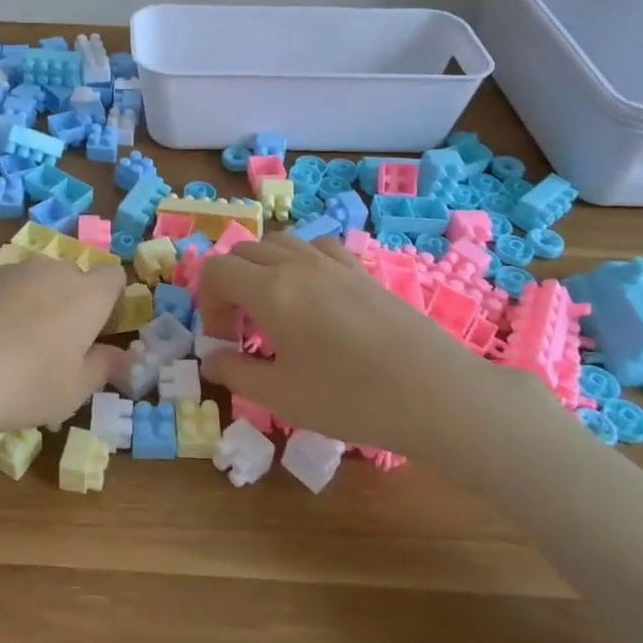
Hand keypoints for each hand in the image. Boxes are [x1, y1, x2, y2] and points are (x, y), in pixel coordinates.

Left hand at [0, 255, 127, 447]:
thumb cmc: (21, 385)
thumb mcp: (72, 392)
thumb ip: (102, 369)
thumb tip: (121, 357)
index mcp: (86, 295)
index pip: (113, 277)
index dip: (110, 302)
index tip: (98, 334)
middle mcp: (50, 271)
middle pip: (72, 278)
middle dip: (69, 304)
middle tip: (54, 349)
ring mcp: (7, 270)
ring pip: (32, 282)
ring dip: (31, 305)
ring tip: (9, 349)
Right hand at [195, 235, 549, 461]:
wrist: (436, 394)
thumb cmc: (350, 398)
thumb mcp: (281, 396)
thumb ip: (236, 373)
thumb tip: (212, 358)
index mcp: (271, 290)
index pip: (216, 270)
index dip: (206, 302)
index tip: (223, 340)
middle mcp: (298, 265)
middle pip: (245, 252)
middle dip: (230, 285)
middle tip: (242, 330)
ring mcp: (335, 264)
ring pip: (281, 243)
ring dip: (263, 269)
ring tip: (274, 309)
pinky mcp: (363, 272)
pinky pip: (318, 248)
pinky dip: (301, 263)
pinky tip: (314, 296)